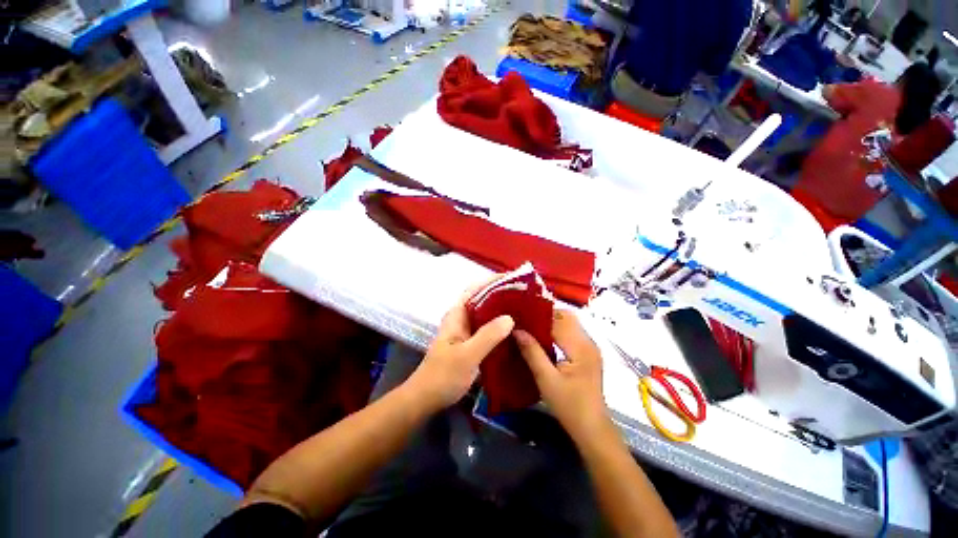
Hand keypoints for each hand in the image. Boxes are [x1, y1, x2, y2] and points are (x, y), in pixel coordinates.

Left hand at [405, 289, 513, 412]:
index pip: (475, 289)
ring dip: (502, 311)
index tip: (513, 280)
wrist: (426, 398)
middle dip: (501, 295)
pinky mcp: (470, 343)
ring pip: (486, 315)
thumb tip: (510, 317)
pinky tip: (514, 331)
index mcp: (457, 314)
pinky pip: (487, 330)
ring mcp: (466, 331)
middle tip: (525, 296)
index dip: (492, 281)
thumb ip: (488, 336)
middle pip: (482, 300)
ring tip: (524, 310)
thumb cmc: (443, 375)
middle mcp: (461, 318)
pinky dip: (500, 327)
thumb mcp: (467, 355)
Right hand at [514, 311, 608, 439]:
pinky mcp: (587, 354)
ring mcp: (589, 347)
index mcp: (580, 346)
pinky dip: (555, 331)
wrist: (592, 429)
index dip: (538, 314)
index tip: (520, 313)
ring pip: (568, 323)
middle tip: (523, 319)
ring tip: (529, 326)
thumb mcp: (546, 379)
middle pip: (565, 316)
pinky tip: (541, 338)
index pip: (558, 319)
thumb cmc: (569, 406)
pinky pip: (570, 333)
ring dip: (549, 322)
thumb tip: (516, 330)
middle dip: (544, 315)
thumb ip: (532, 352)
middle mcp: (588, 341)